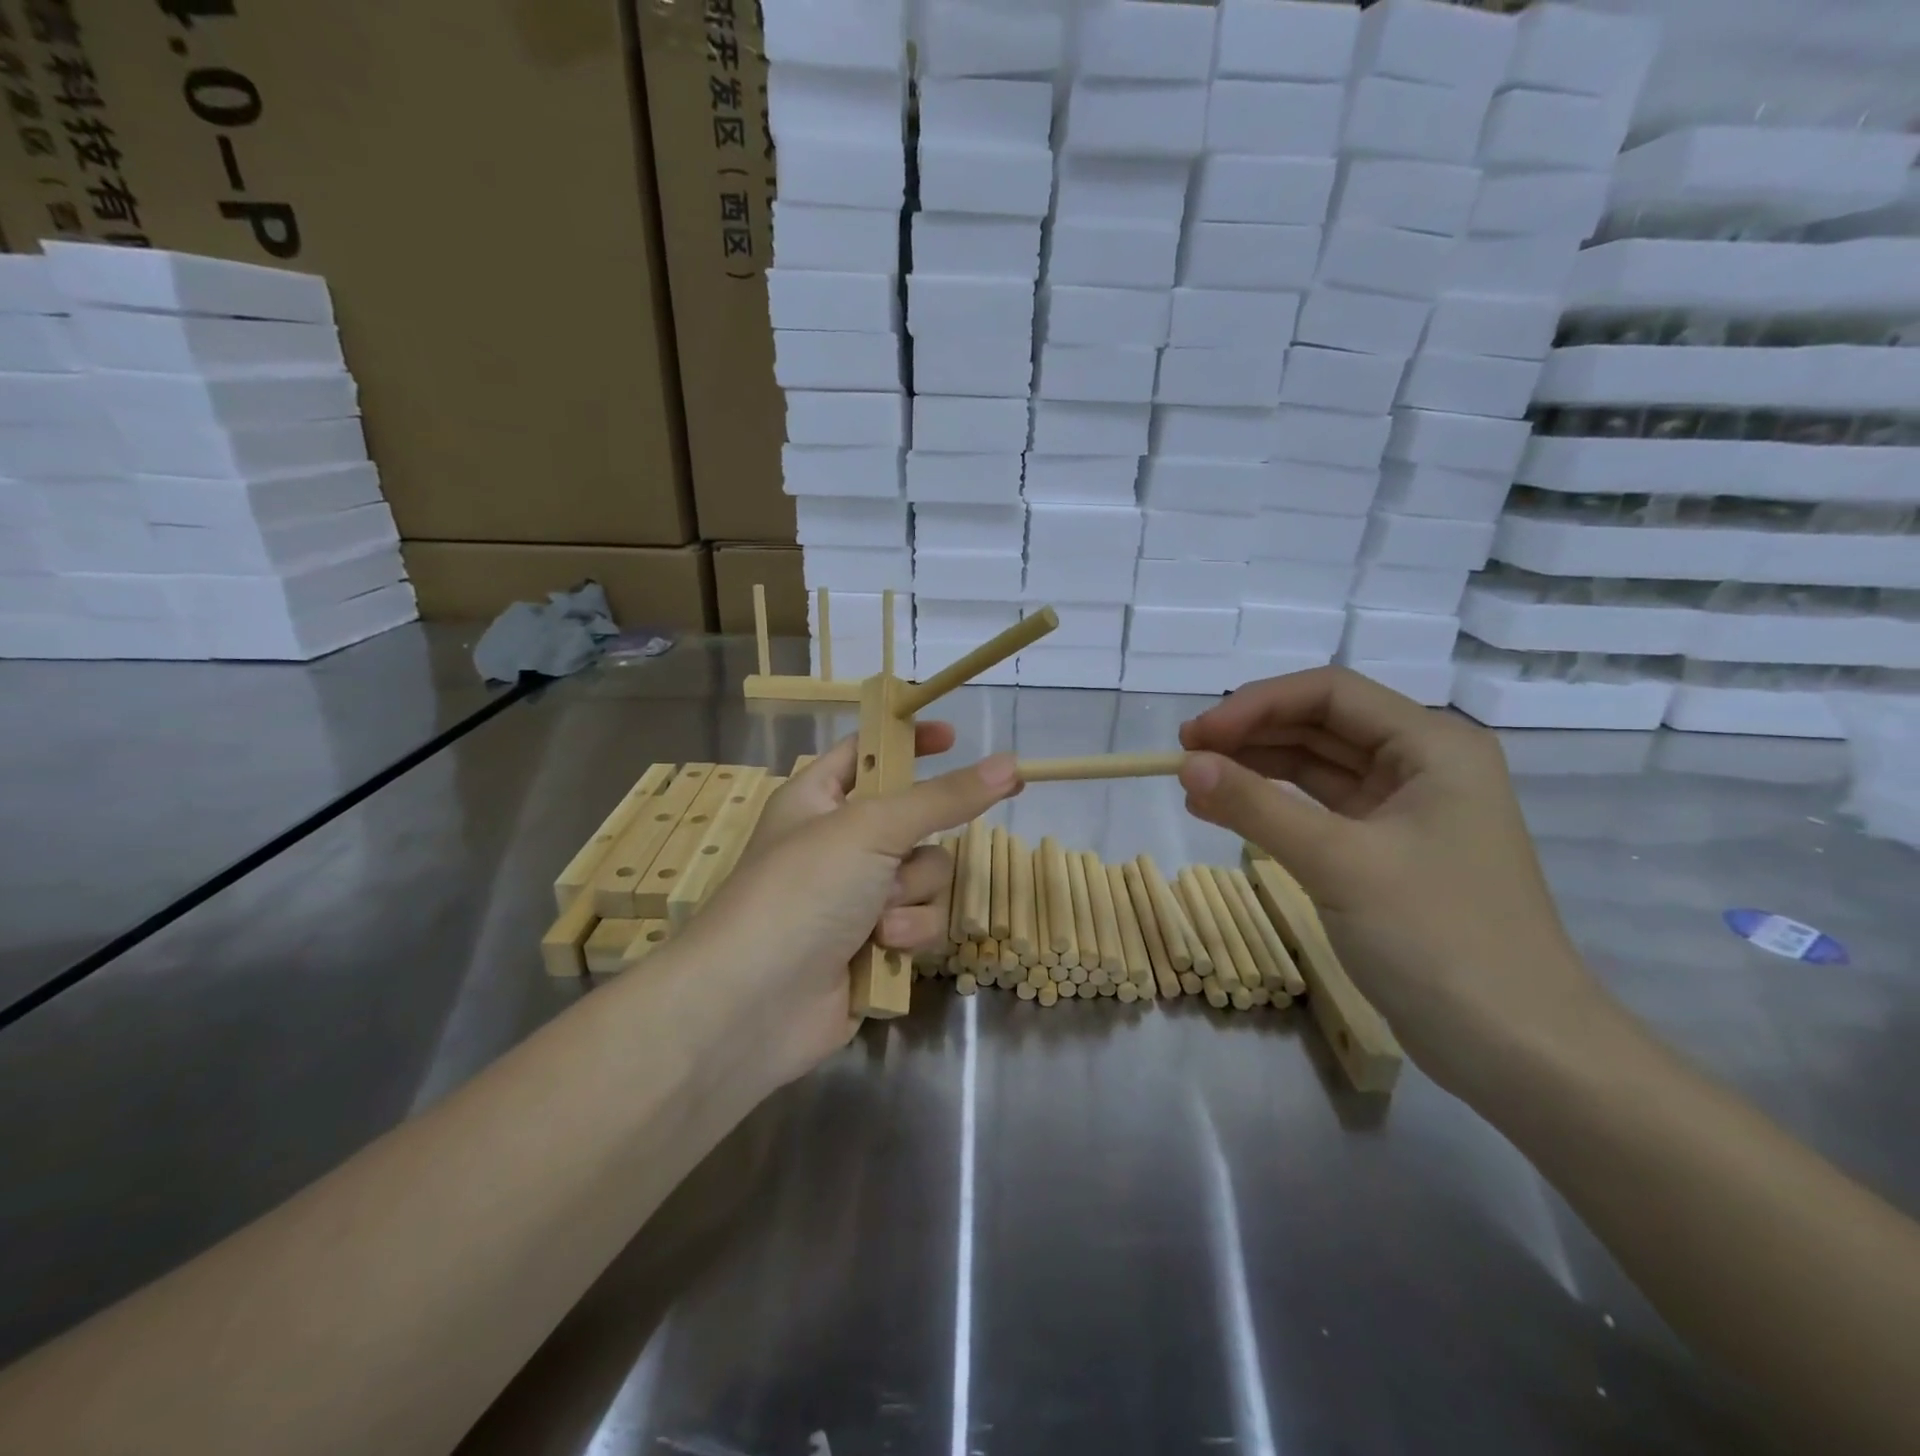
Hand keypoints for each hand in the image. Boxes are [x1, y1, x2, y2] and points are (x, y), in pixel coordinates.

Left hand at [679, 731, 1018, 1087]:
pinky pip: (922, 922)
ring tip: (879, 920)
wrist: (753, 1004)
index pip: (868, 751)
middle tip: (894, 861)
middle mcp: (838, 843)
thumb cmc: (802, 891)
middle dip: (916, 848)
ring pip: (927, 876)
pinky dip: (909, 935)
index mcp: (817, 798)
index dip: (906, 741)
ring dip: (912, 898)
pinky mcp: (874, 945)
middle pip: (915, 822)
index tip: (953, 737)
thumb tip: (1011, 765)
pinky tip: (882, 950)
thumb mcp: (872, 829)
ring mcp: (856, 897)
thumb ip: (944, 798)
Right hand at [1177, 667, 1604, 1091]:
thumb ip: (1257, 807)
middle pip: (1322, 725)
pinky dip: (1272, 807)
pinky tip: (1227, 812)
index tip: (1195, 736)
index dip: (1256, 705)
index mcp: (1433, 745)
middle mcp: (1423, 765)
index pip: (1330, 693)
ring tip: (1195, 783)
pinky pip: (1319, 810)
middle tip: (1185, 758)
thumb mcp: (1339, 864)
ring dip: (1256, 769)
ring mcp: (1406, 810)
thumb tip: (1185, 765)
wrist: (1518, 1050)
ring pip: (1316, 767)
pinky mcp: (1387, 852)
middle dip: (1251, 734)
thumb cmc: (1439, 939)